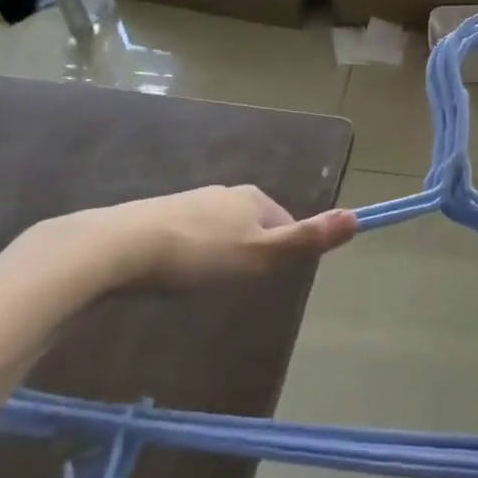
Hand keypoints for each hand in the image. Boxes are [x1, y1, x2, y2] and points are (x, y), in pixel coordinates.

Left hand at [32, 185, 356, 292]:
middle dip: (248, 251)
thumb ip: (306, 239)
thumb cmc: (199, 254)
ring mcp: (188, 201)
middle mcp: (224, 193)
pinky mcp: (155, 216)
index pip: (284, 220)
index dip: (281, 250)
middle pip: (251, 224)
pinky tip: (173, 274)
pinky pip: (186, 236)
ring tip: (203, 284)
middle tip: (234, 285)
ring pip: (217, 230)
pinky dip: (187, 254)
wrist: (118, 247)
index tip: (266, 278)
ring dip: (216, 254)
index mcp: (253, 198)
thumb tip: (358, 217)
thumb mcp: (261, 254)